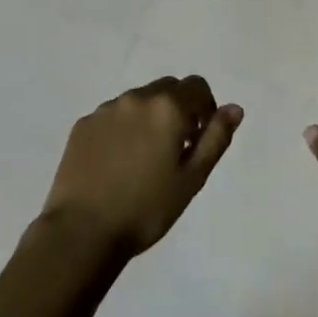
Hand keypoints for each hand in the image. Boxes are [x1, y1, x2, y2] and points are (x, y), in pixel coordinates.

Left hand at [38, 76, 241, 257]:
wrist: (83, 230)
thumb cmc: (146, 209)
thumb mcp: (192, 179)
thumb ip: (215, 138)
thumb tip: (234, 108)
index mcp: (166, 107)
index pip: (196, 86)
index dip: (205, 109)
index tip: (199, 139)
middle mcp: (135, 98)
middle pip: (166, 89)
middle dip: (178, 110)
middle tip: (176, 150)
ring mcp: (105, 109)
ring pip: (138, 101)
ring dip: (149, 118)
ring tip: (144, 160)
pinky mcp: (83, 124)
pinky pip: (112, 116)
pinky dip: (122, 129)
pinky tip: (117, 164)